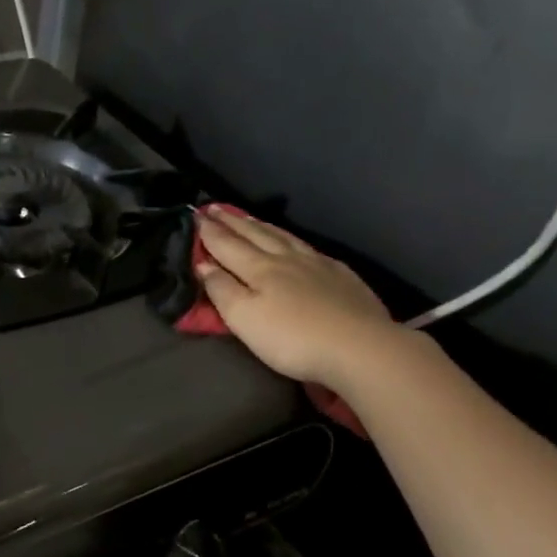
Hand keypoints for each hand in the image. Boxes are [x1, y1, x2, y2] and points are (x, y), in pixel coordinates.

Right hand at [195, 207, 407, 392]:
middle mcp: (286, 258)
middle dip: (232, 222)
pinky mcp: (340, 275)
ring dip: (260, 226)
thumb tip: (204, 264)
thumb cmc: (292, 338)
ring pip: (282, 237)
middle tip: (215, 208)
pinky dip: (292, 239)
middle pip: (254, 235)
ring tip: (247, 218)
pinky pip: (308, 247)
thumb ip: (222, 289)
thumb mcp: (244, 319)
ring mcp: (317, 264)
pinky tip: (294, 242)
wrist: (360, 347)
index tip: (196, 216)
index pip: (227, 245)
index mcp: (259, 269)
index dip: (210, 231)